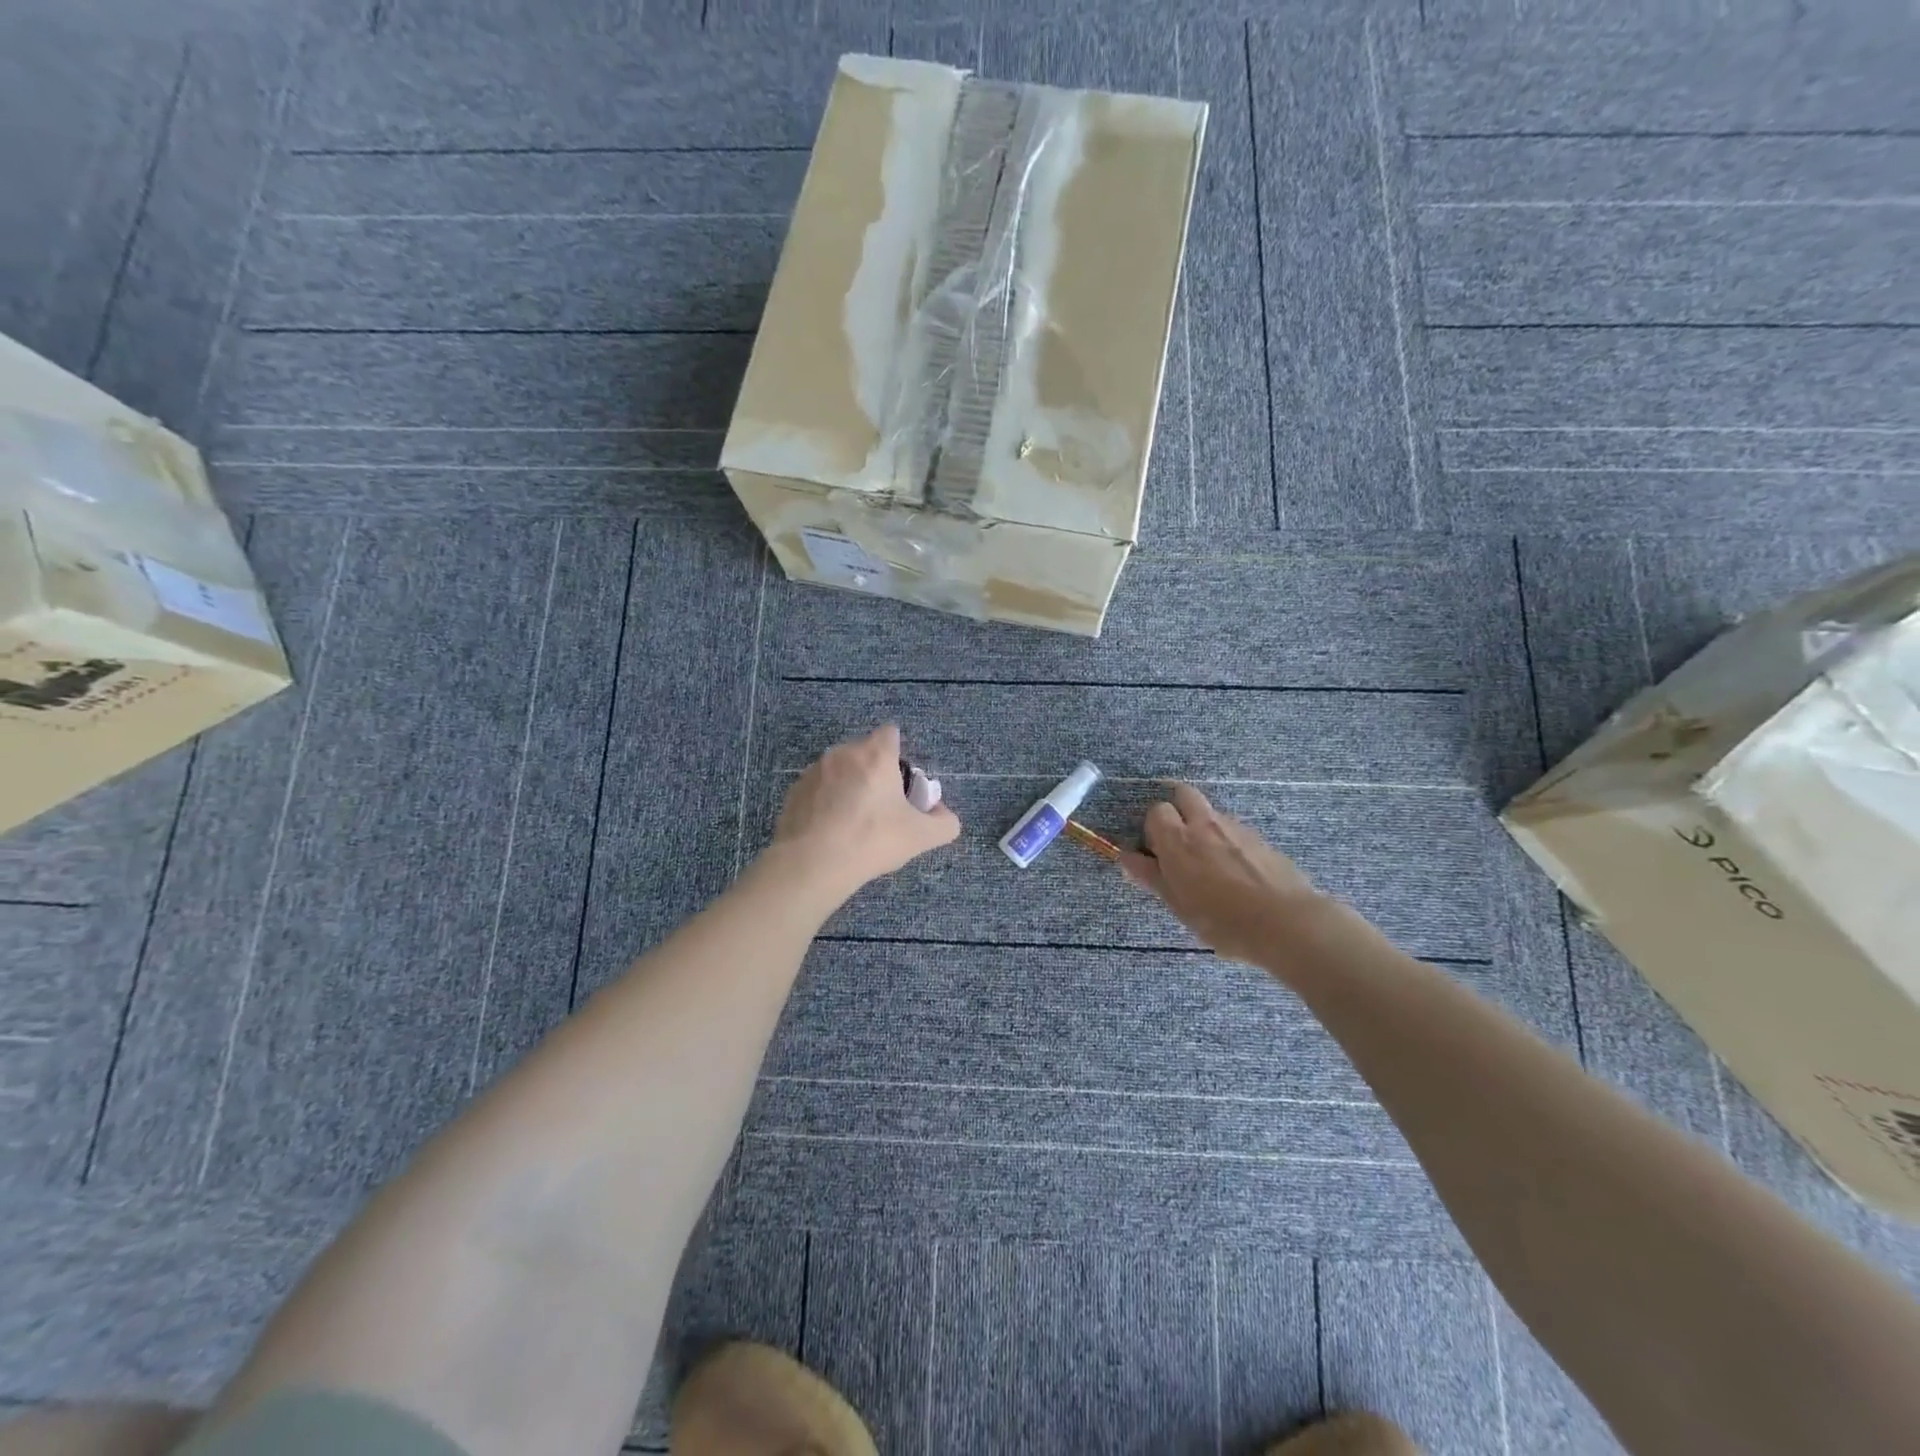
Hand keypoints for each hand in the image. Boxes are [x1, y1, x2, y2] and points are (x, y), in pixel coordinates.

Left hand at [769, 725, 960, 899]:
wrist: (813, 864)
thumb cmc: (872, 840)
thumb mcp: (921, 837)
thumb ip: (944, 823)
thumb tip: (944, 815)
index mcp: (875, 755)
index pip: (890, 733)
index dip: (899, 754)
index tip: (901, 783)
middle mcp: (842, 753)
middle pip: (865, 752)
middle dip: (875, 773)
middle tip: (882, 808)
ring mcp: (814, 771)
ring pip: (840, 770)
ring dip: (849, 786)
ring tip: (853, 823)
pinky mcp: (794, 791)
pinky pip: (818, 789)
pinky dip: (826, 802)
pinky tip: (830, 830)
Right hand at [1120, 783, 1326, 965]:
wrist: (1286, 922)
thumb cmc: (1221, 919)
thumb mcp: (1178, 904)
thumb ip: (1150, 876)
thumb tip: (1125, 857)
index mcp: (1178, 839)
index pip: (1156, 811)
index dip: (1153, 829)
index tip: (1156, 853)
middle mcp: (1205, 823)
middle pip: (1184, 795)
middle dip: (1178, 810)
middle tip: (1179, 843)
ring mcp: (1237, 828)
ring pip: (1212, 814)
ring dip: (1205, 827)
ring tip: (1212, 865)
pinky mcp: (1261, 839)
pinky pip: (1235, 831)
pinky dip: (1229, 842)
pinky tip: (1238, 873)